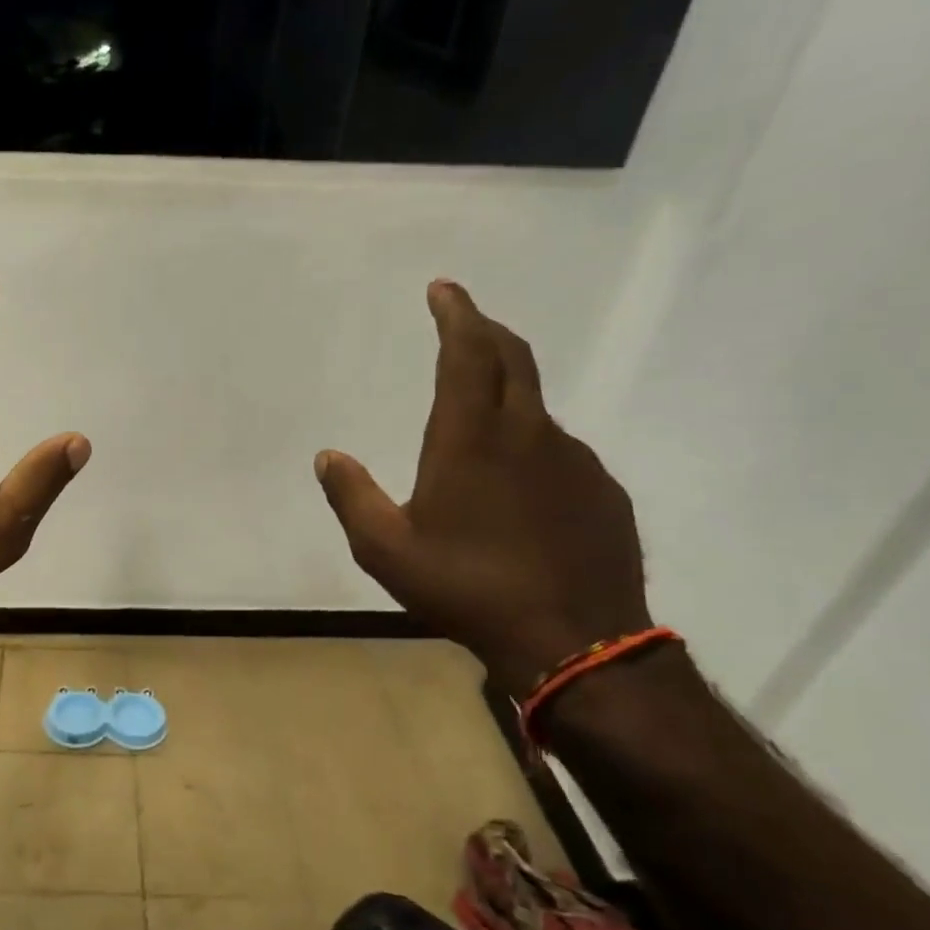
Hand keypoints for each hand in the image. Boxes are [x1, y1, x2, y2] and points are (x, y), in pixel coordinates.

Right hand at [315, 281, 650, 697]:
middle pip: (513, 359)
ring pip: (535, 408)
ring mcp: (574, 460)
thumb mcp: (385, 549)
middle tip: (462, 320)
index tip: (444, 288)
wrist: (572, 641)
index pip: (467, 354)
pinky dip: (530, 445)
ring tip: (478, 422)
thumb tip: (327, 456)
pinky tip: (517, 488)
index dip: (456, 314)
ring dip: (506, 393)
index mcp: (471, 439)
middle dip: (485, 330)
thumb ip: (351, 496)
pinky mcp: (602, 491)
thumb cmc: (465, 587)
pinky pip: (558, 451)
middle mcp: (527, 434)